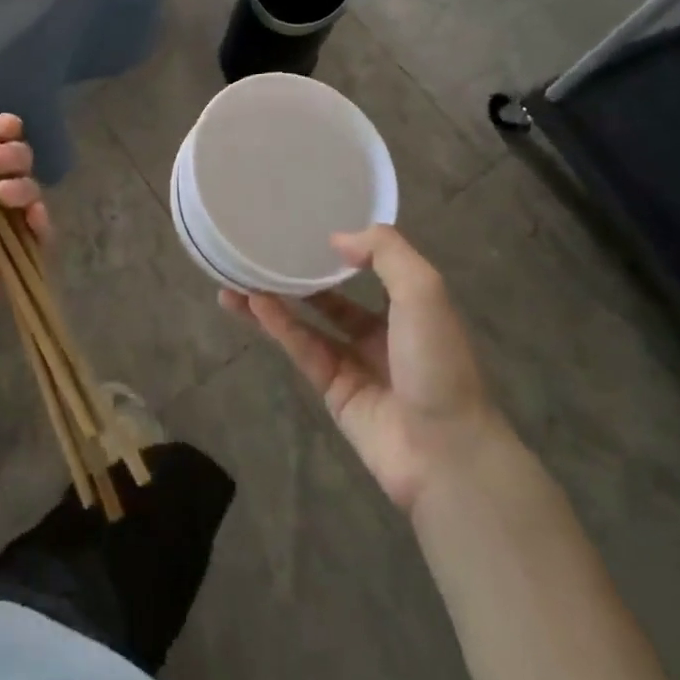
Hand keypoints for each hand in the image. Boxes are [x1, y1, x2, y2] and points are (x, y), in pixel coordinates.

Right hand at [221, 225, 495, 512]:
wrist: (444, 451)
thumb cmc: (438, 362)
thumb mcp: (423, 291)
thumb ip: (385, 253)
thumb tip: (336, 238)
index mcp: (409, 307)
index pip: (371, 269)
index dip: (341, 250)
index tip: (307, 228)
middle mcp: (380, 332)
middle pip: (331, 297)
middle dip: (297, 276)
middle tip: (259, 253)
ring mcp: (354, 363)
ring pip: (307, 323)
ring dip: (274, 300)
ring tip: (235, 278)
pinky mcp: (332, 390)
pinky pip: (302, 348)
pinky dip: (278, 325)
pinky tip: (253, 303)